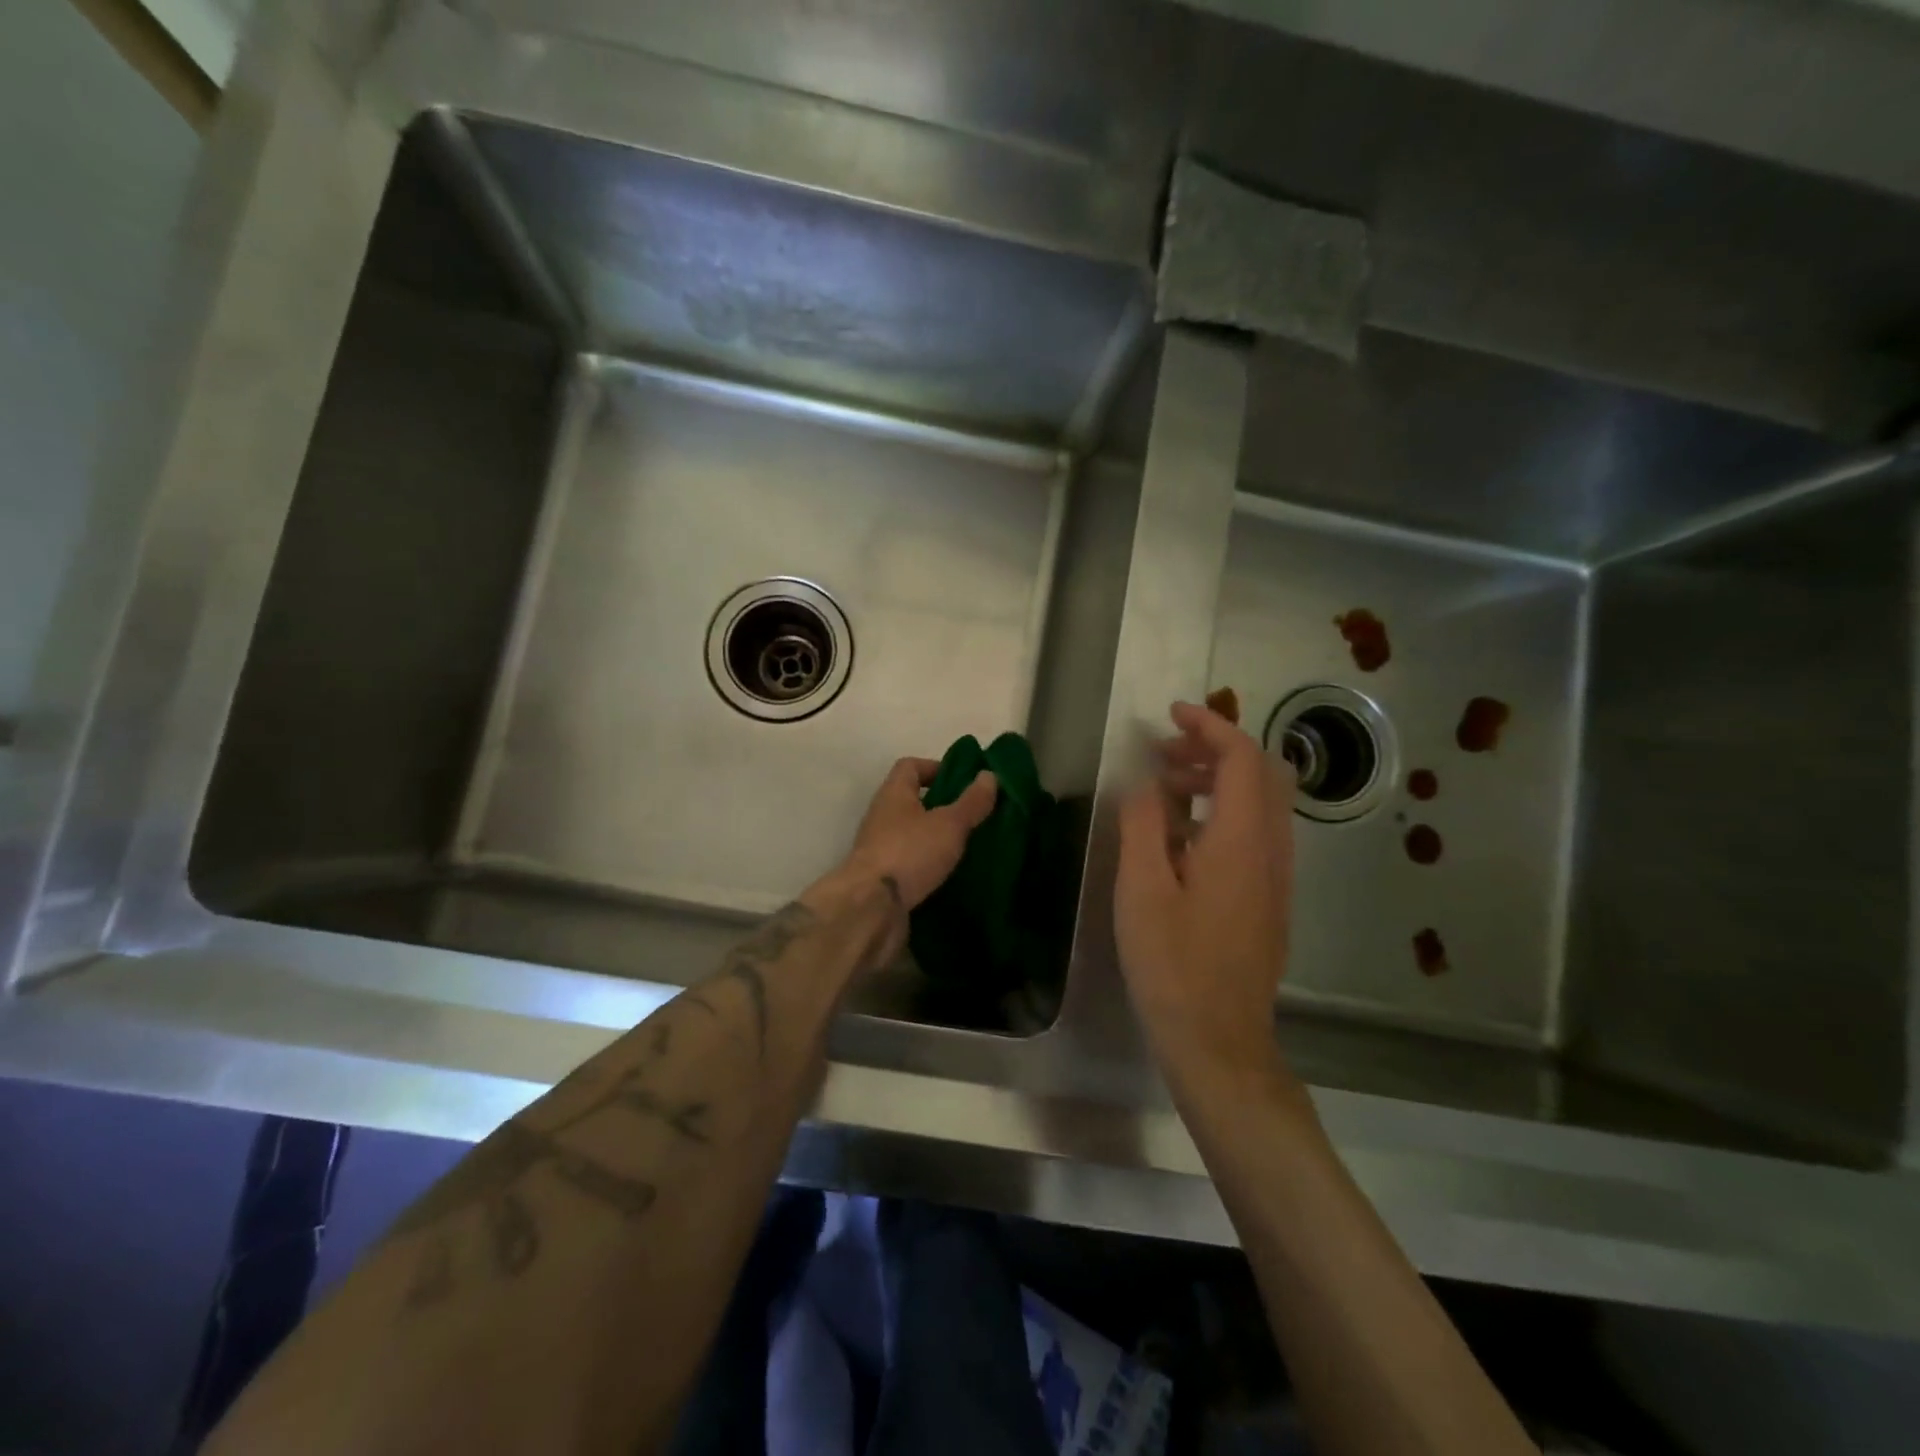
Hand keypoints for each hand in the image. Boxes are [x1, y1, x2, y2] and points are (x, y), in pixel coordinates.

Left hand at [825, 757, 997, 908]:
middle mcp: (882, 817)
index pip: (910, 766)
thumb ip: (971, 802)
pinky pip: (910, 862)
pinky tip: (951, 873)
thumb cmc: (910, 853)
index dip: (935, 767)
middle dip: (941, 805)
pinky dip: (928, 864)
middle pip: (911, 801)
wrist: (872, 908)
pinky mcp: (882, 878)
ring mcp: (879, 849)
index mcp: (893, 794)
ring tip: (967, 845)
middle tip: (973, 815)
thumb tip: (989, 775)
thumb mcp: (949, 824)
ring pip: (911, 833)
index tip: (963, 780)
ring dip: (935, 837)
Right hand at [1116, 702, 1294, 1081]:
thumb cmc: (1173, 964)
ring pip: (1260, 805)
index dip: (1210, 725)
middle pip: (1261, 774)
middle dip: (1214, 749)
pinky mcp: (1268, 900)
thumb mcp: (1142, 889)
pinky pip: (1255, 835)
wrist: (1218, 1041)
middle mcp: (1272, 851)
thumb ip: (1144, 824)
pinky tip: (1180, 839)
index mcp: (1242, 840)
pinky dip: (1223, 813)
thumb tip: (1145, 783)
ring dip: (1218, 781)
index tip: (1171, 714)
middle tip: (1162, 753)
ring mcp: (1276, 878)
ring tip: (1165, 788)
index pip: (1242, 757)